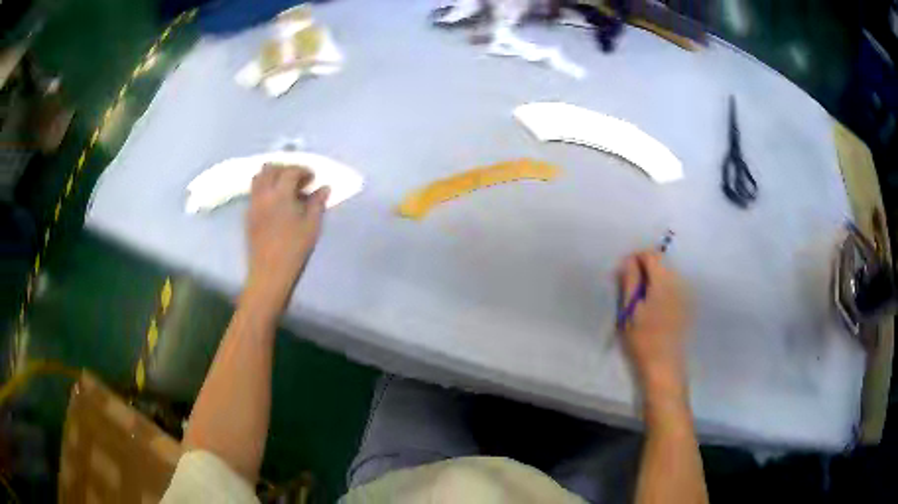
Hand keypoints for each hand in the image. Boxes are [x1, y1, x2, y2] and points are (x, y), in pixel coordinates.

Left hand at [245, 165, 328, 312]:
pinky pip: (254, 192)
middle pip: (269, 169)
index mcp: (280, 194)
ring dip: (272, 176)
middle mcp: (263, 194)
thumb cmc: (294, 249)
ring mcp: (253, 204)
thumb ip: (317, 203)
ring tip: (284, 187)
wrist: (269, 272)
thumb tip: (324, 188)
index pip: (290, 171)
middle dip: (284, 168)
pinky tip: (275, 201)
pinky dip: (265, 188)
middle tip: (297, 178)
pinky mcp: (248, 215)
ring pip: (258, 178)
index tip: (312, 178)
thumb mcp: (312, 226)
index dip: (302, 170)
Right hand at [617, 250, 690, 398]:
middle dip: (645, 268)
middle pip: (661, 263)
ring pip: (668, 275)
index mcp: (663, 281)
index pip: (651, 255)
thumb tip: (629, 260)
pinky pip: (674, 287)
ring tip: (641, 299)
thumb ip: (629, 281)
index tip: (624, 272)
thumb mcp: (629, 310)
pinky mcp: (687, 306)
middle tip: (630, 287)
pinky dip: (662, 289)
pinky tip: (654, 308)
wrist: (664, 366)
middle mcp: (678, 283)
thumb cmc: (642, 339)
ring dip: (654, 279)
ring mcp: (686, 294)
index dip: (636, 258)